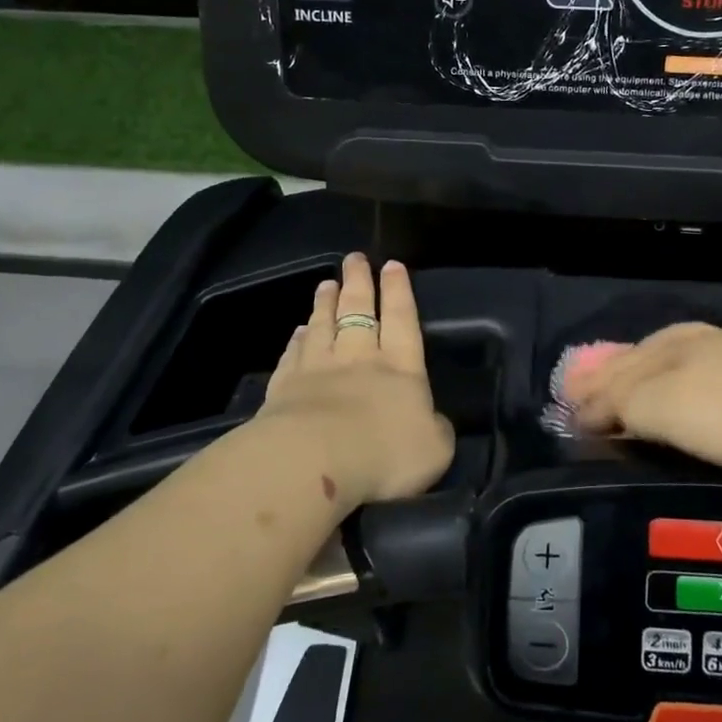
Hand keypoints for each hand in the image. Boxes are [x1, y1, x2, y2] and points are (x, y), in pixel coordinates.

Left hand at [258, 254, 453, 507]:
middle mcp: (360, 358)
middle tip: (354, 258)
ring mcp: (318, 368)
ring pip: (324, 325)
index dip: (399, 292)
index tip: (392, 265)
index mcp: (401, 367)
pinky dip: (298, 339)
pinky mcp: (285, 387)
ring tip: (327, 284)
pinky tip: (299, 330)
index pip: (402, 319)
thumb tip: (432, 421)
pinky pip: (294, 354)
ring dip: (326, 303)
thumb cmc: (384, 454)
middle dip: (359, 282)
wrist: (313, 462)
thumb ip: (437, 429)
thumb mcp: (434, 448)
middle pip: (359, 310)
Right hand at [568, 323, 721, 476]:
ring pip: (677, 354)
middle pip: (644, 355)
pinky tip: (701, 381)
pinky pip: (708, 363)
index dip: (591, 393)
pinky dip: (685, 373)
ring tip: (636, 378)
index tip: (569, 413)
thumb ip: (627, 404)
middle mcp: (697, 343)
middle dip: (614, 372)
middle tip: (589, 390)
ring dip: (648, 368)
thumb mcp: (673, 411)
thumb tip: (585, 405)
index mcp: (669, 352)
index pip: (617, 372)